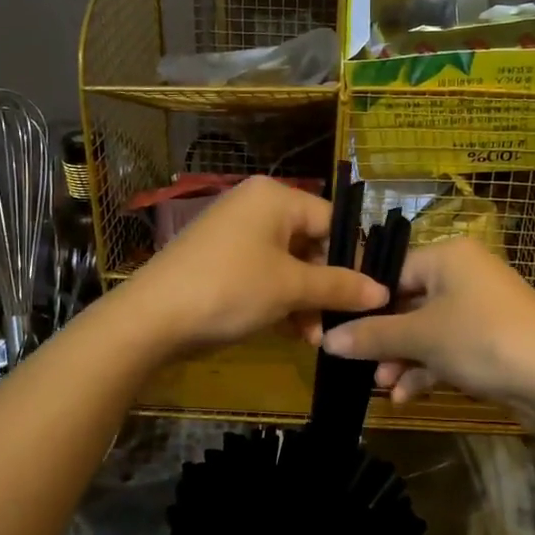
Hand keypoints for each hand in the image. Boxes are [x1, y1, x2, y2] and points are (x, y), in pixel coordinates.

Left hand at [121, 177, 388, 357]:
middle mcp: (255, 206)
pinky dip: (279, 300)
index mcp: (274, 197)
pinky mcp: (219, 260)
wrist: (152, 318)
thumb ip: (339, 286)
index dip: (353, 259)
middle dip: (325, 287)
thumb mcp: (290, 288)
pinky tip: (293, 333)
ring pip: (287, 264)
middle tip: (340, 323)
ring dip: (305, 301)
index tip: (371, 295)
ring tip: (316, 338)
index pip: (331, 221)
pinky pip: (263, 274)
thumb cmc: (230, 289)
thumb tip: (383, 291)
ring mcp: (234, 233)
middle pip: (309, 243)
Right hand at [318, 237, 534, 421]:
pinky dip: (426, 369)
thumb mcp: (421, 337)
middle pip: (406, 302)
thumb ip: (372, 336)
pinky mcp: (489, 340)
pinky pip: (446, 348)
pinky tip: (405, 396)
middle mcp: (463, 275)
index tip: (334, 328)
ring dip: (401, 359)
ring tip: (382, 387)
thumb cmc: (483, 341)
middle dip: (382, 339)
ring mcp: (479, 309)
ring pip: (425, 330)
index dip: (362, 302)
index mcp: (447, 256)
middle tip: (356, 364)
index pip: (390, 269)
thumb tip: (326, 340)